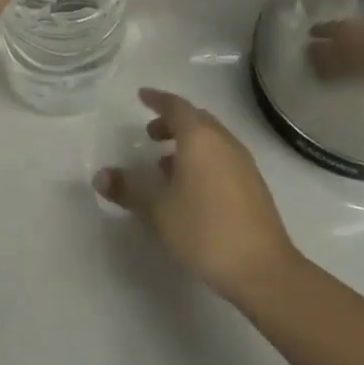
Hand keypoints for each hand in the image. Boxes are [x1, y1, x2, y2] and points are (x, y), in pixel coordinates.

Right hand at [93, 88, 301, 301]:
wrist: (262, 268)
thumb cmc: (204, 230)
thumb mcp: (158, 210)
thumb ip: (128, 189)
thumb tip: (101, 176)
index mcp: (200, 138)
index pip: (176, 106)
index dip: (157, 99)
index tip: (142, 96)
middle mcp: (224, 142)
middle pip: (196, 120)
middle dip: (172, 122)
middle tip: (150, 134)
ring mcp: (243, 162)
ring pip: (211, 139)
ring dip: (188, 143)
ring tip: (165, 165)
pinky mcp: (253, 184)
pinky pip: (222, 157)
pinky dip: (202, 159)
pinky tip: (191, 187)